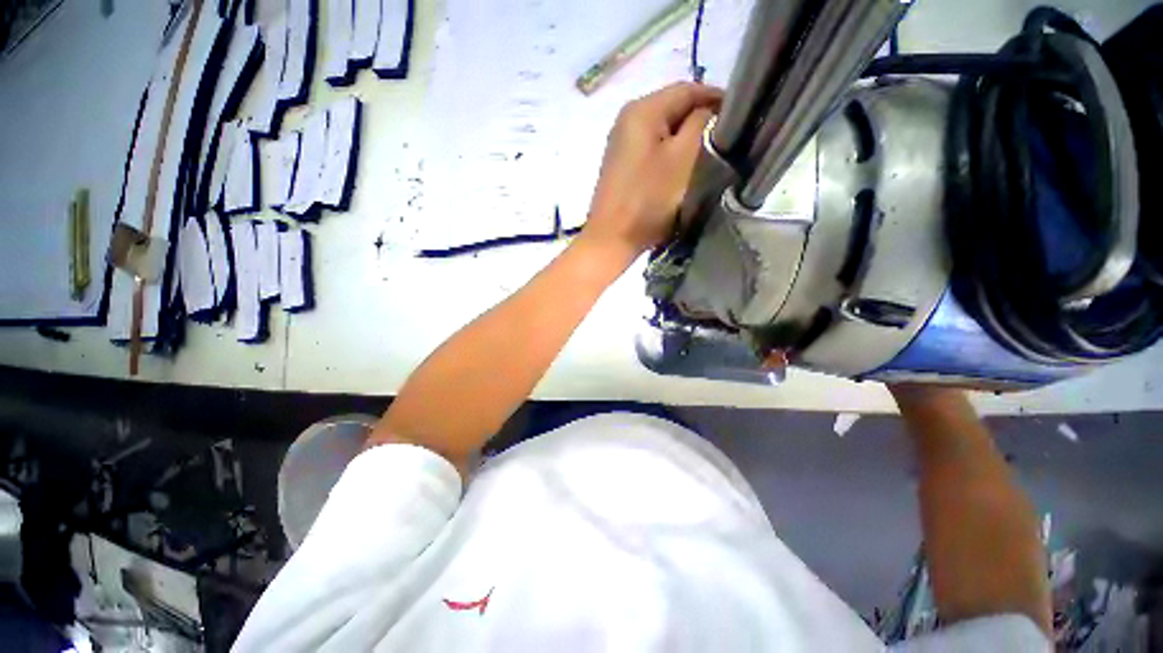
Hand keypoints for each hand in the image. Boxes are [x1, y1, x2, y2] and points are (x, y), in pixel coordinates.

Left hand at [583, 82, 721, 259]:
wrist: (611, 239)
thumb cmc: (648, 199)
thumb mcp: (682, 158)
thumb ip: (700, 124)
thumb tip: (709, 111)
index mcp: (641, 110)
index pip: (687, 90)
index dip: (716, 98)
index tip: (741, 117)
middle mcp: (627, 120)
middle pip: (673, 109)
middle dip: (701, 120)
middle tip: (726, 139)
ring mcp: (621, 144)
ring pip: (663, 131)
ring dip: (686, 139)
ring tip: (707, 155)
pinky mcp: (621, 166)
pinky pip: (652, 150)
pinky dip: (669, 154)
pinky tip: (681, 169)